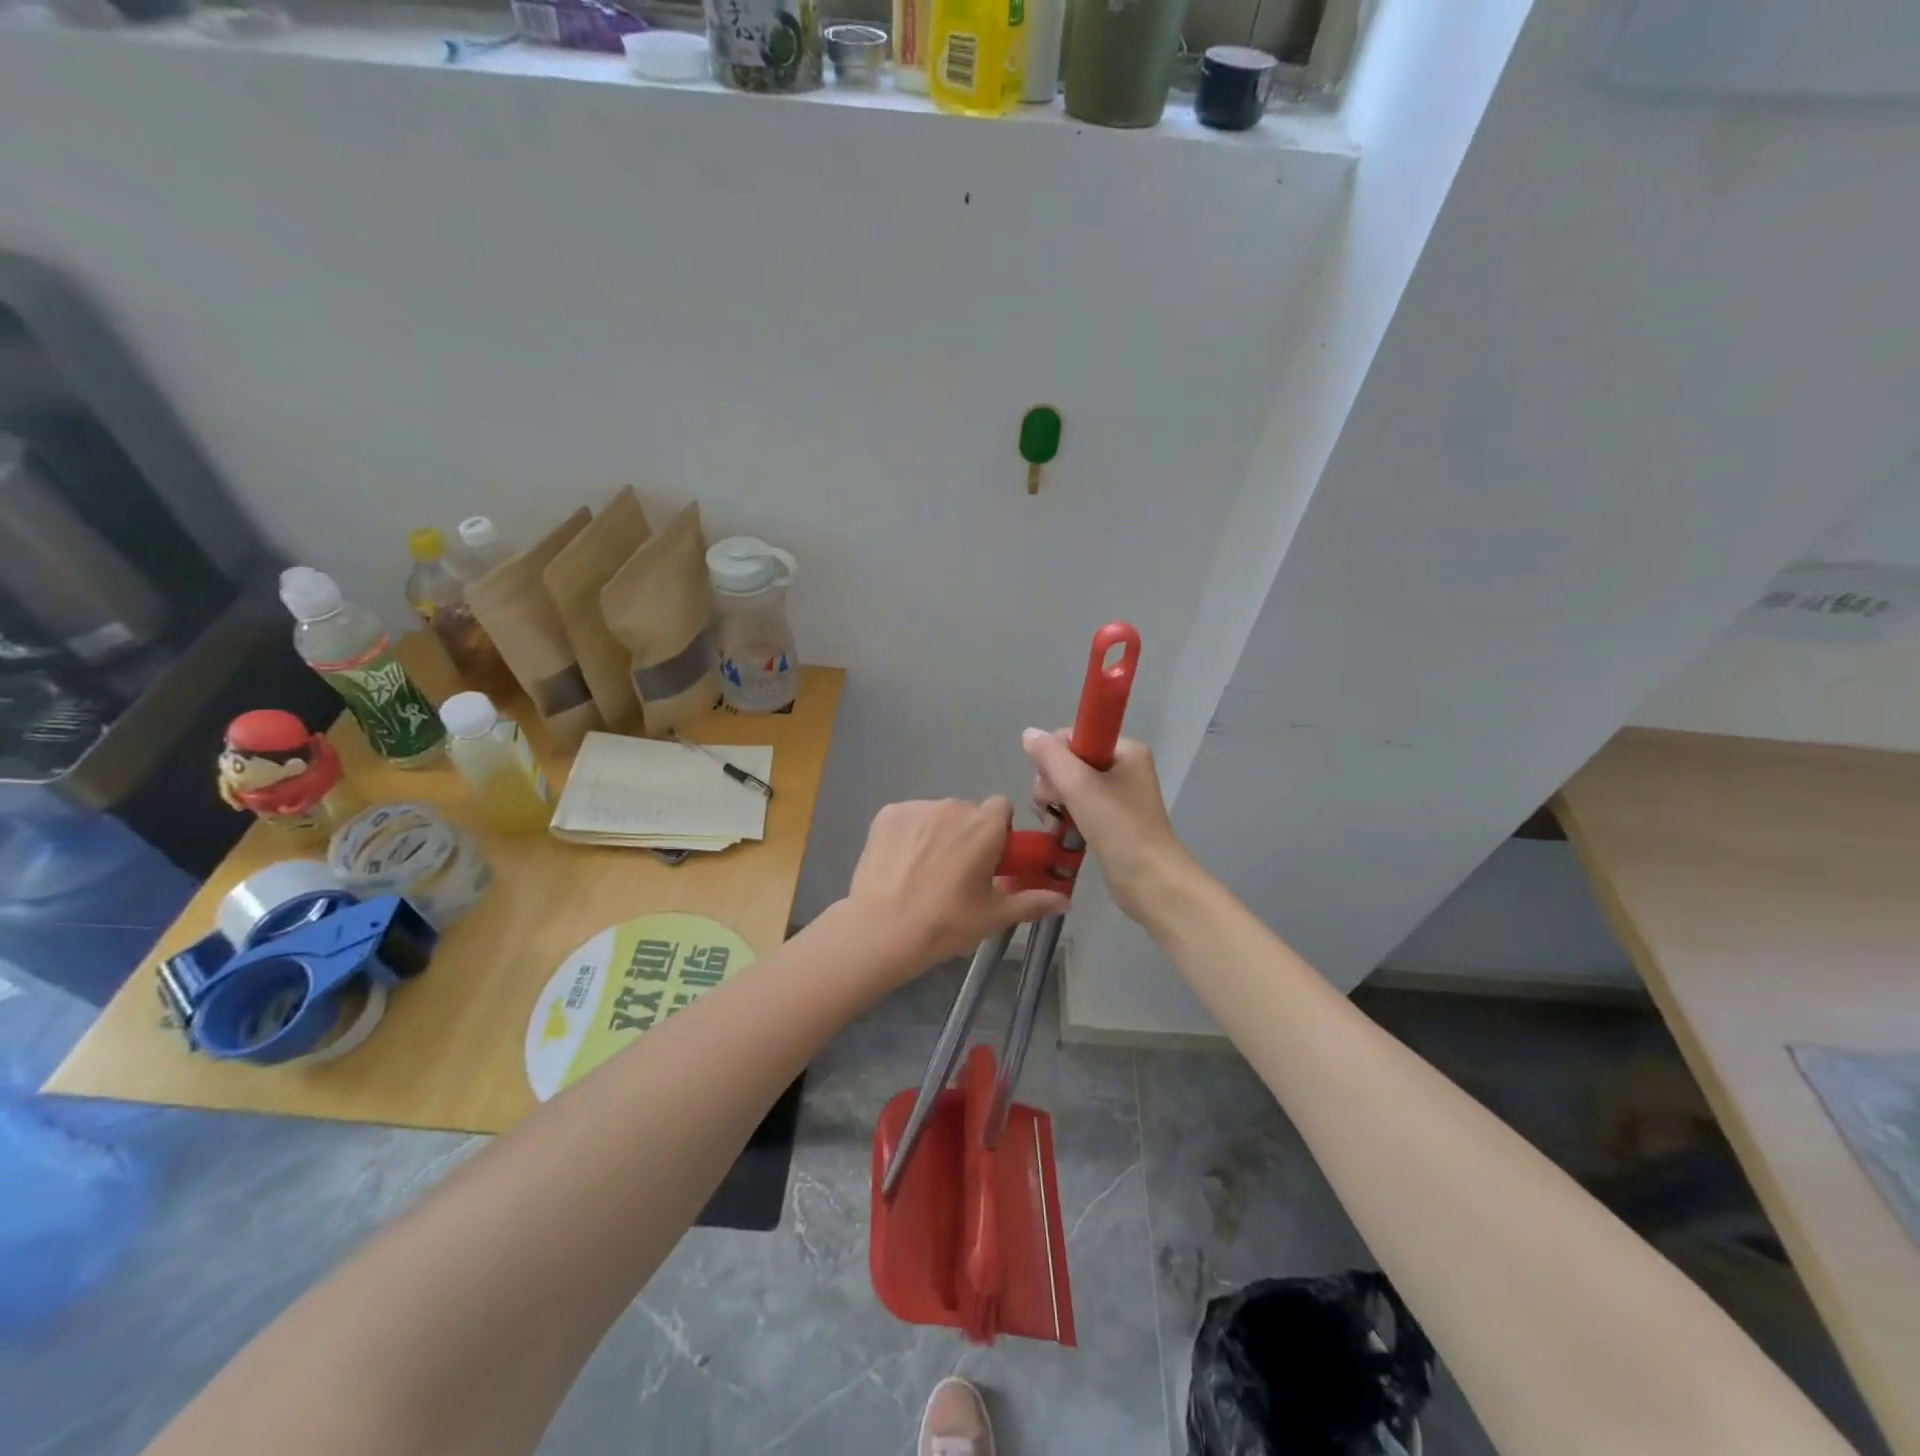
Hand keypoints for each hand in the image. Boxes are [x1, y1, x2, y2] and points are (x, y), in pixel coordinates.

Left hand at [845, 797, 1070, 973]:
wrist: (882, 930)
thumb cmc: (946, 923)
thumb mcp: (994, 916)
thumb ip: (1033, 902)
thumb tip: (1066, 902)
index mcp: (985, 826)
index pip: (1001, 808)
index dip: (998, 832)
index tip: (989, 859)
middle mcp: (953, 806)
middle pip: (968, 812)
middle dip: (966, 835)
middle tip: (956, 874)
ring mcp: (917, 808)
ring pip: (936, 814)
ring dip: (937, 833)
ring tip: (923, 873)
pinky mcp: (887, 814)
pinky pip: (907, 818)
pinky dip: (907, 835)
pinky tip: (899, 865)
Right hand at [1022, 729, 1190, 922]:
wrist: (1150, 880)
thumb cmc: (1118, 827)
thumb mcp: (1079, 785)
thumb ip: (1050, 756)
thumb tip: (1028, 733)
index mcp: (1125, 749)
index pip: (1074, 737)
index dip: (1054, 757)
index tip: (1051, 783)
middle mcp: (1124, 767)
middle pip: (1069, 761)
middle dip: (1052, 783)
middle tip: (1053, 806)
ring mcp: (1119, 795)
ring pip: (1069, 786)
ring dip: (1055, 802)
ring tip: (1055, 822)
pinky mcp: (1112, 820)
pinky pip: (1078, 807)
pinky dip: (1065, 816)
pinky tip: (1060, 831)